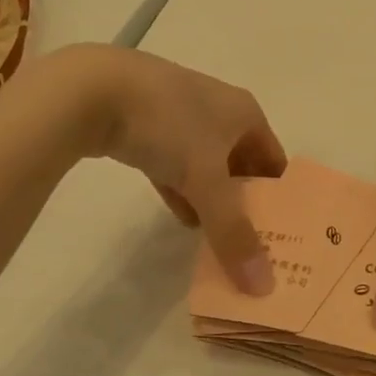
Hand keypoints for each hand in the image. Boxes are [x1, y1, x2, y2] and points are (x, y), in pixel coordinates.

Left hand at [48, 45, 286, 291]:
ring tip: (218, 238)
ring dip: (212, 200)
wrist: (94, 90)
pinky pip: (175, 164)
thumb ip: (233, 232)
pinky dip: (182, 190)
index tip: (281, 235)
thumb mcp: (206, 181)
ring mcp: (180, 116)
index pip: (274, 159)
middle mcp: (219, 110)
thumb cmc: (169, 125)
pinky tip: (182, 217)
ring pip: (206, 166)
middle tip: (250, 244)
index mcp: (245, 113)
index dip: (279, 197)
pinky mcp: (147, 126)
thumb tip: (262, 285)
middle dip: (244, 202)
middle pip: (242, 164)